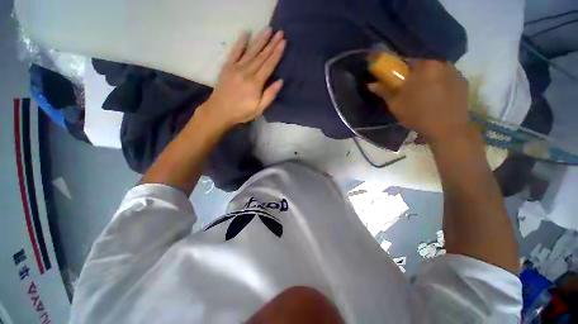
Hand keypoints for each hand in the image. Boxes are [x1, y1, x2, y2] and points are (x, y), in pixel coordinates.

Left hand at [201, 28, 285, 129]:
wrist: (219, 111)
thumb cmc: (241, 112)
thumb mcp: (259, 109)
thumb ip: (269, 95)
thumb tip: (280, 81)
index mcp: (255, 83)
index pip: (269, 65)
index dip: (277, 53)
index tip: (283, 42)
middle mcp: (246, 71)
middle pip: (261, 55)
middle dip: (272, 43)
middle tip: (280, 32)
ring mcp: (236, 67)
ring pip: (251, 51)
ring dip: (260, 39)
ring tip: (268, 29)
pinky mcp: (227, 66)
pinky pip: (235, 51)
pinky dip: (240, 42)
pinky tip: (246, 33)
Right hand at [369, 60, 469, 142]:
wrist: (447, 129)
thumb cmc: (417, 114)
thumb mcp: (396, 104)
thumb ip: (384, 91)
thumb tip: (371, 84)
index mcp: (424, 67)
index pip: (408, 61)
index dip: (400, 71)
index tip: (397, 82)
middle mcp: (441, 63)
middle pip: (423, 66)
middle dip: (415, 75)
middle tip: (409, 90)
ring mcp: (455, 72)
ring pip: (436, 72)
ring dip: (429, 79)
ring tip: (425, 95)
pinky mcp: (463, 82)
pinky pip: (447, 78)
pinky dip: (441, 84)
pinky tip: (437, 97)